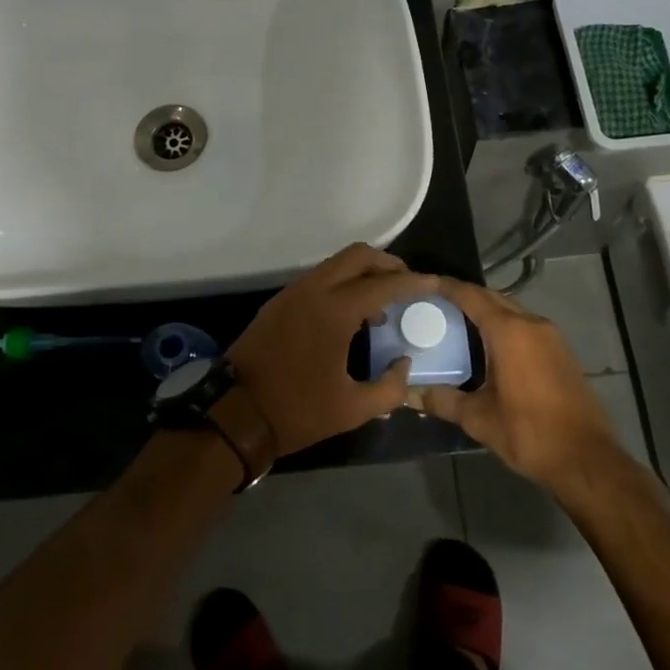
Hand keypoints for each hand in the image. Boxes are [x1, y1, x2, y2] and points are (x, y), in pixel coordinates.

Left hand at [229, 243, 436, 455]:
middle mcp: (313, 290)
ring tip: (382, 305)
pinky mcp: (279, 302)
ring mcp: (292, 292)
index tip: (435, 283)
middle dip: (387, 264)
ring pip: (335, 265)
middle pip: (357, 256)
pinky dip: (341, 284)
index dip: (413, 282)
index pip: (383, 284)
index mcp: (334, 310)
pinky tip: (350, 316)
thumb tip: (403, 364)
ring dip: (362, 274)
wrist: (234, 413)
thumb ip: (390, 387)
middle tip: (408, 284)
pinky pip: (319, 279)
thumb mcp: (352, 409)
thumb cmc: (296, 411)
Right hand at [407, 279, 623, 494]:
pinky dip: (504, 325)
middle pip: (492, 297)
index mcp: (509, 332)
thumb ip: (442, 400)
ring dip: (486, 310)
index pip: (471, 296)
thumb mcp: (479, 419)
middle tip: (436, 303)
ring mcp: (551, 336)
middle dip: (465, 296)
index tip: (424, 283)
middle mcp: (532, 324)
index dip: (446, 286)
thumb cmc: (529, 433)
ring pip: (511, 310)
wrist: (587, 460)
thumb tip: (409, 394)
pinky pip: (525, 326)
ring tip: (458, 322)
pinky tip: (489, 345)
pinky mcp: (561, 351)